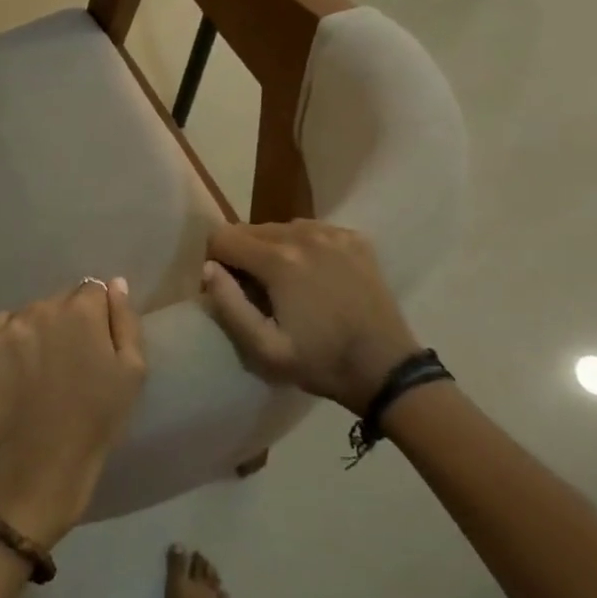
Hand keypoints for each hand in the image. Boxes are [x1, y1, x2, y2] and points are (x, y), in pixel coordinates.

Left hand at [0, 278, 145, 550]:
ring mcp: (8, 327)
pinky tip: (16, 372)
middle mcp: (42, 307)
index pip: (92, 290)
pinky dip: (10, 343)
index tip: (96, 344)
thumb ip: (125, 321)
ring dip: (38, 332)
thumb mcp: (132, 374)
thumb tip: (115, 283)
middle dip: (67, 322)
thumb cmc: (95, 424)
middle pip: (59, 301)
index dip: (97, 316)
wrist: (37, 470)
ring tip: (41, 370)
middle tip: (70, 362)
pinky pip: (0, 330)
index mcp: (81, 310)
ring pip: (29, 315)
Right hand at [200, 220, 420, 413]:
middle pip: (249, 229)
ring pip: (280, 228)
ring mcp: (333, 233)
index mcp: (278, 259)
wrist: (387, 370)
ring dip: (272, 250)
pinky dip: (304, 247)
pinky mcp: (355, 239)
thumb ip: (228, 305)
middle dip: (243, 256)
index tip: (228, 290)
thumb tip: (209, 268)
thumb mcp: (264, 349)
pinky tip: (316, 277)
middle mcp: (303, 234)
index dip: (215, 262)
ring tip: (287, 285)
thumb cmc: (321, 362)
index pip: (222, 237)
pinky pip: (312, 230)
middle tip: (257, 293)